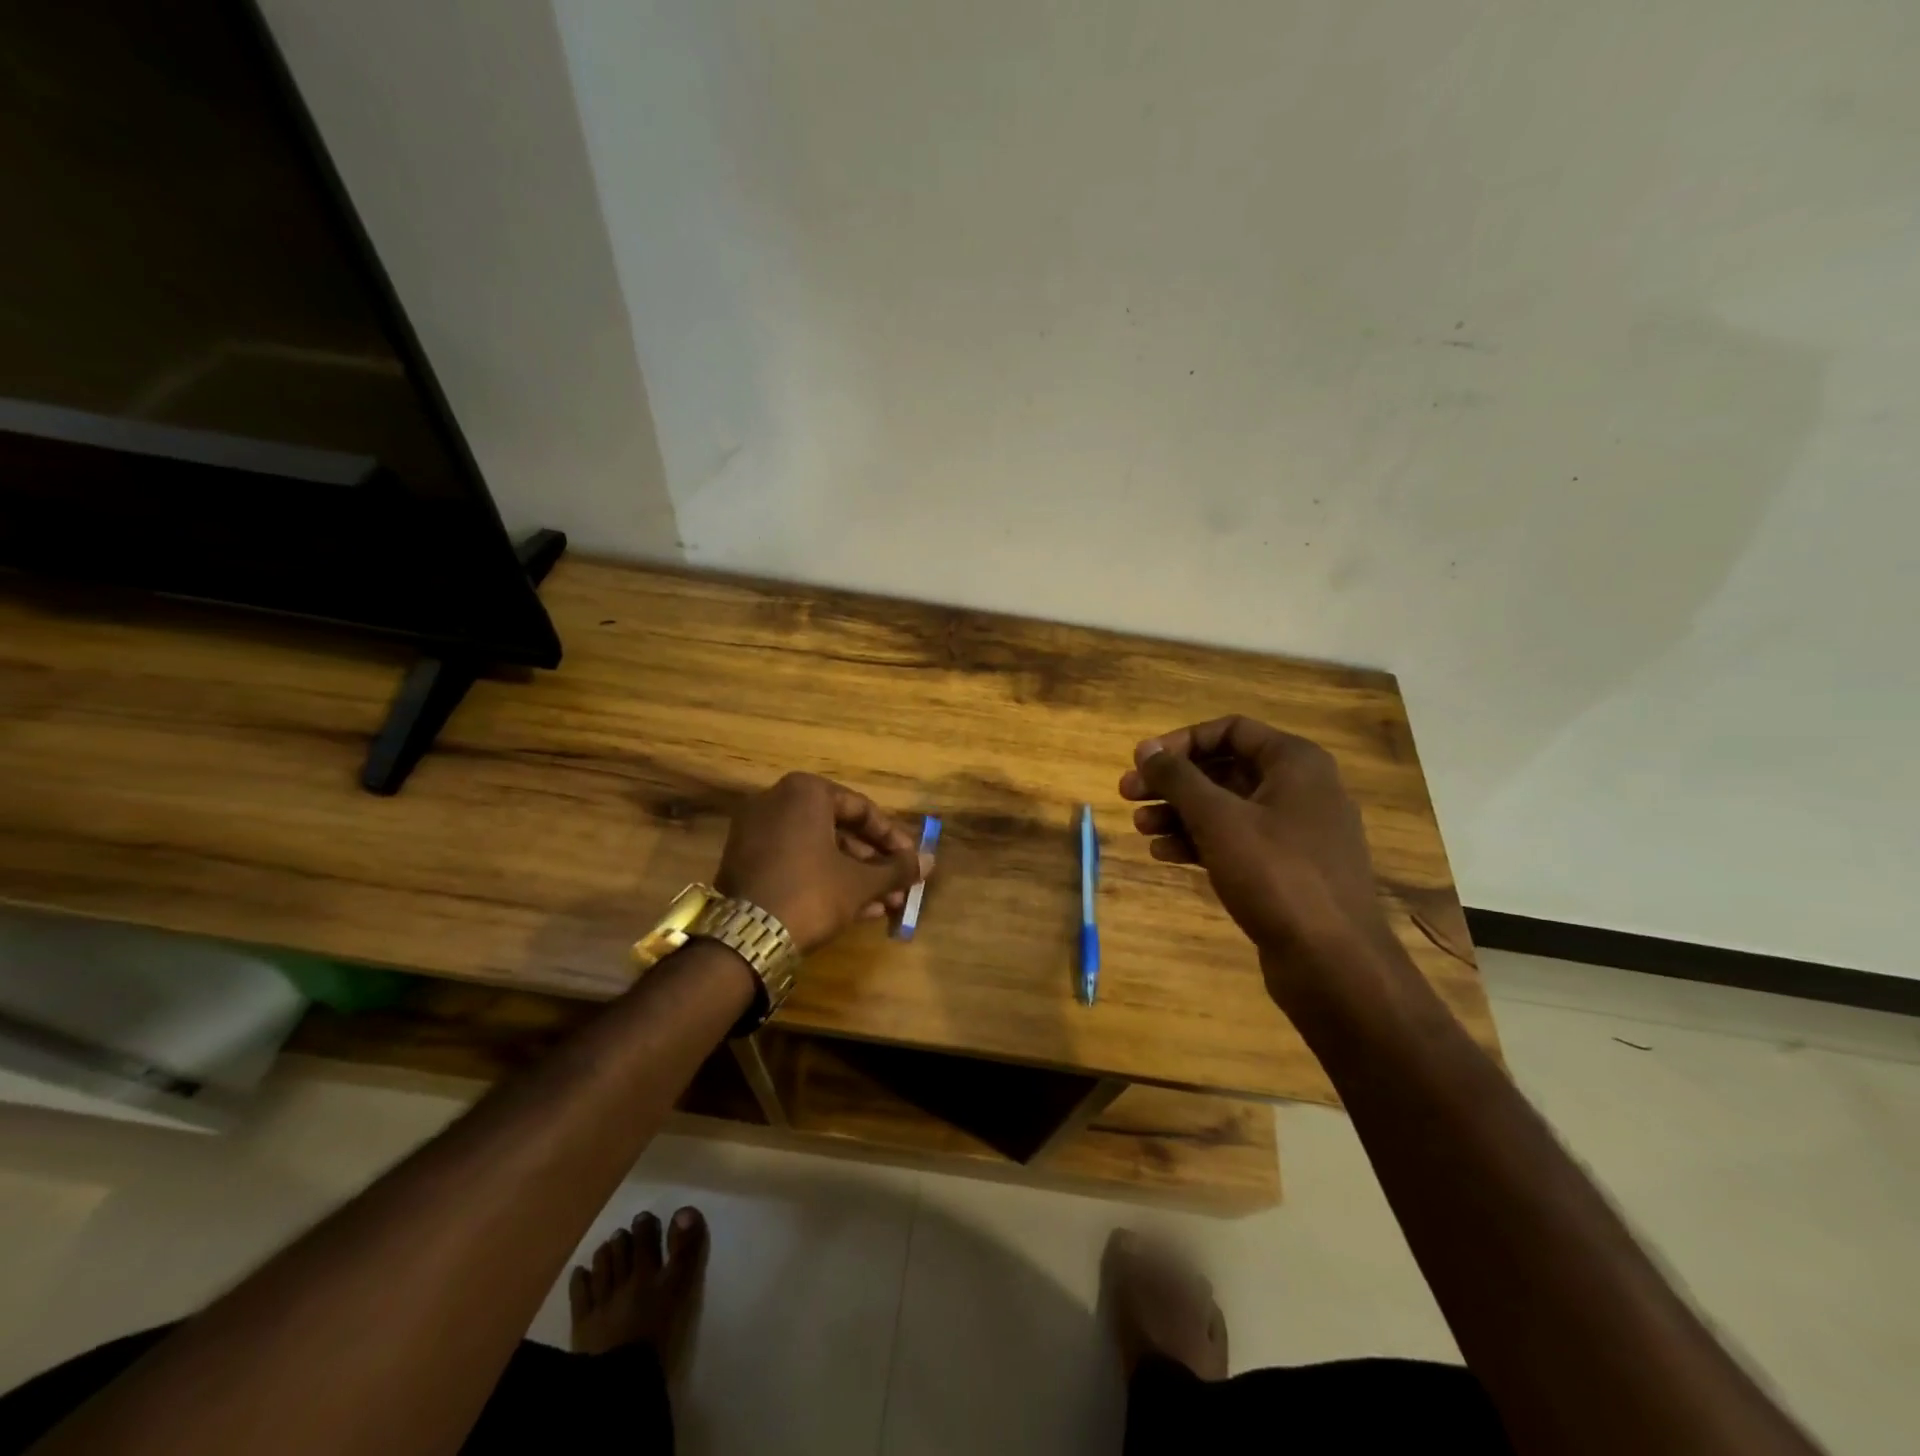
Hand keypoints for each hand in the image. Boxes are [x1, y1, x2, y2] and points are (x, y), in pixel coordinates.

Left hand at [714, 773, 929, 952]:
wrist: (748, 939)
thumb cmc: (812, 893)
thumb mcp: (861, 882)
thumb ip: (897, 868)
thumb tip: (930, 861)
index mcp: (805, 792)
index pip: (861, 809)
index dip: (893, 838)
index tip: (912, 861)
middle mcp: (776, 802)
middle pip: (839, 830)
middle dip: (873, 863)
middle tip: (899, 886)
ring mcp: (755, 832)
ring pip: (818, 850)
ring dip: (854, 876)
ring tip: (885, 905)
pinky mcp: (744, 862)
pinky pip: (795, 863)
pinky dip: (824, 880)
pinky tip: (856, 910)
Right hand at [1118, 716, 1402, 1002]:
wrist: (1334, 962)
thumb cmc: (1275, 874)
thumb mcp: (1217, 819)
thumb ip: (1178, 778)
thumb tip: (1146, 748)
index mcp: (1295, 763)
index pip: (1230, 730)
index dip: (1182, 742)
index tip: (1145, 763)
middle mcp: (1300, 789)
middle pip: (1225, 769)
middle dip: (1174, 783)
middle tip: (1128, 796)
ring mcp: (1296, 832)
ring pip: (1227, 808)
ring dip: (1180, 814)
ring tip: (1140, 830)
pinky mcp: (1288, 869)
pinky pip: (1237, 842)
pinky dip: (1201, 842)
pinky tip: (1165, 855)